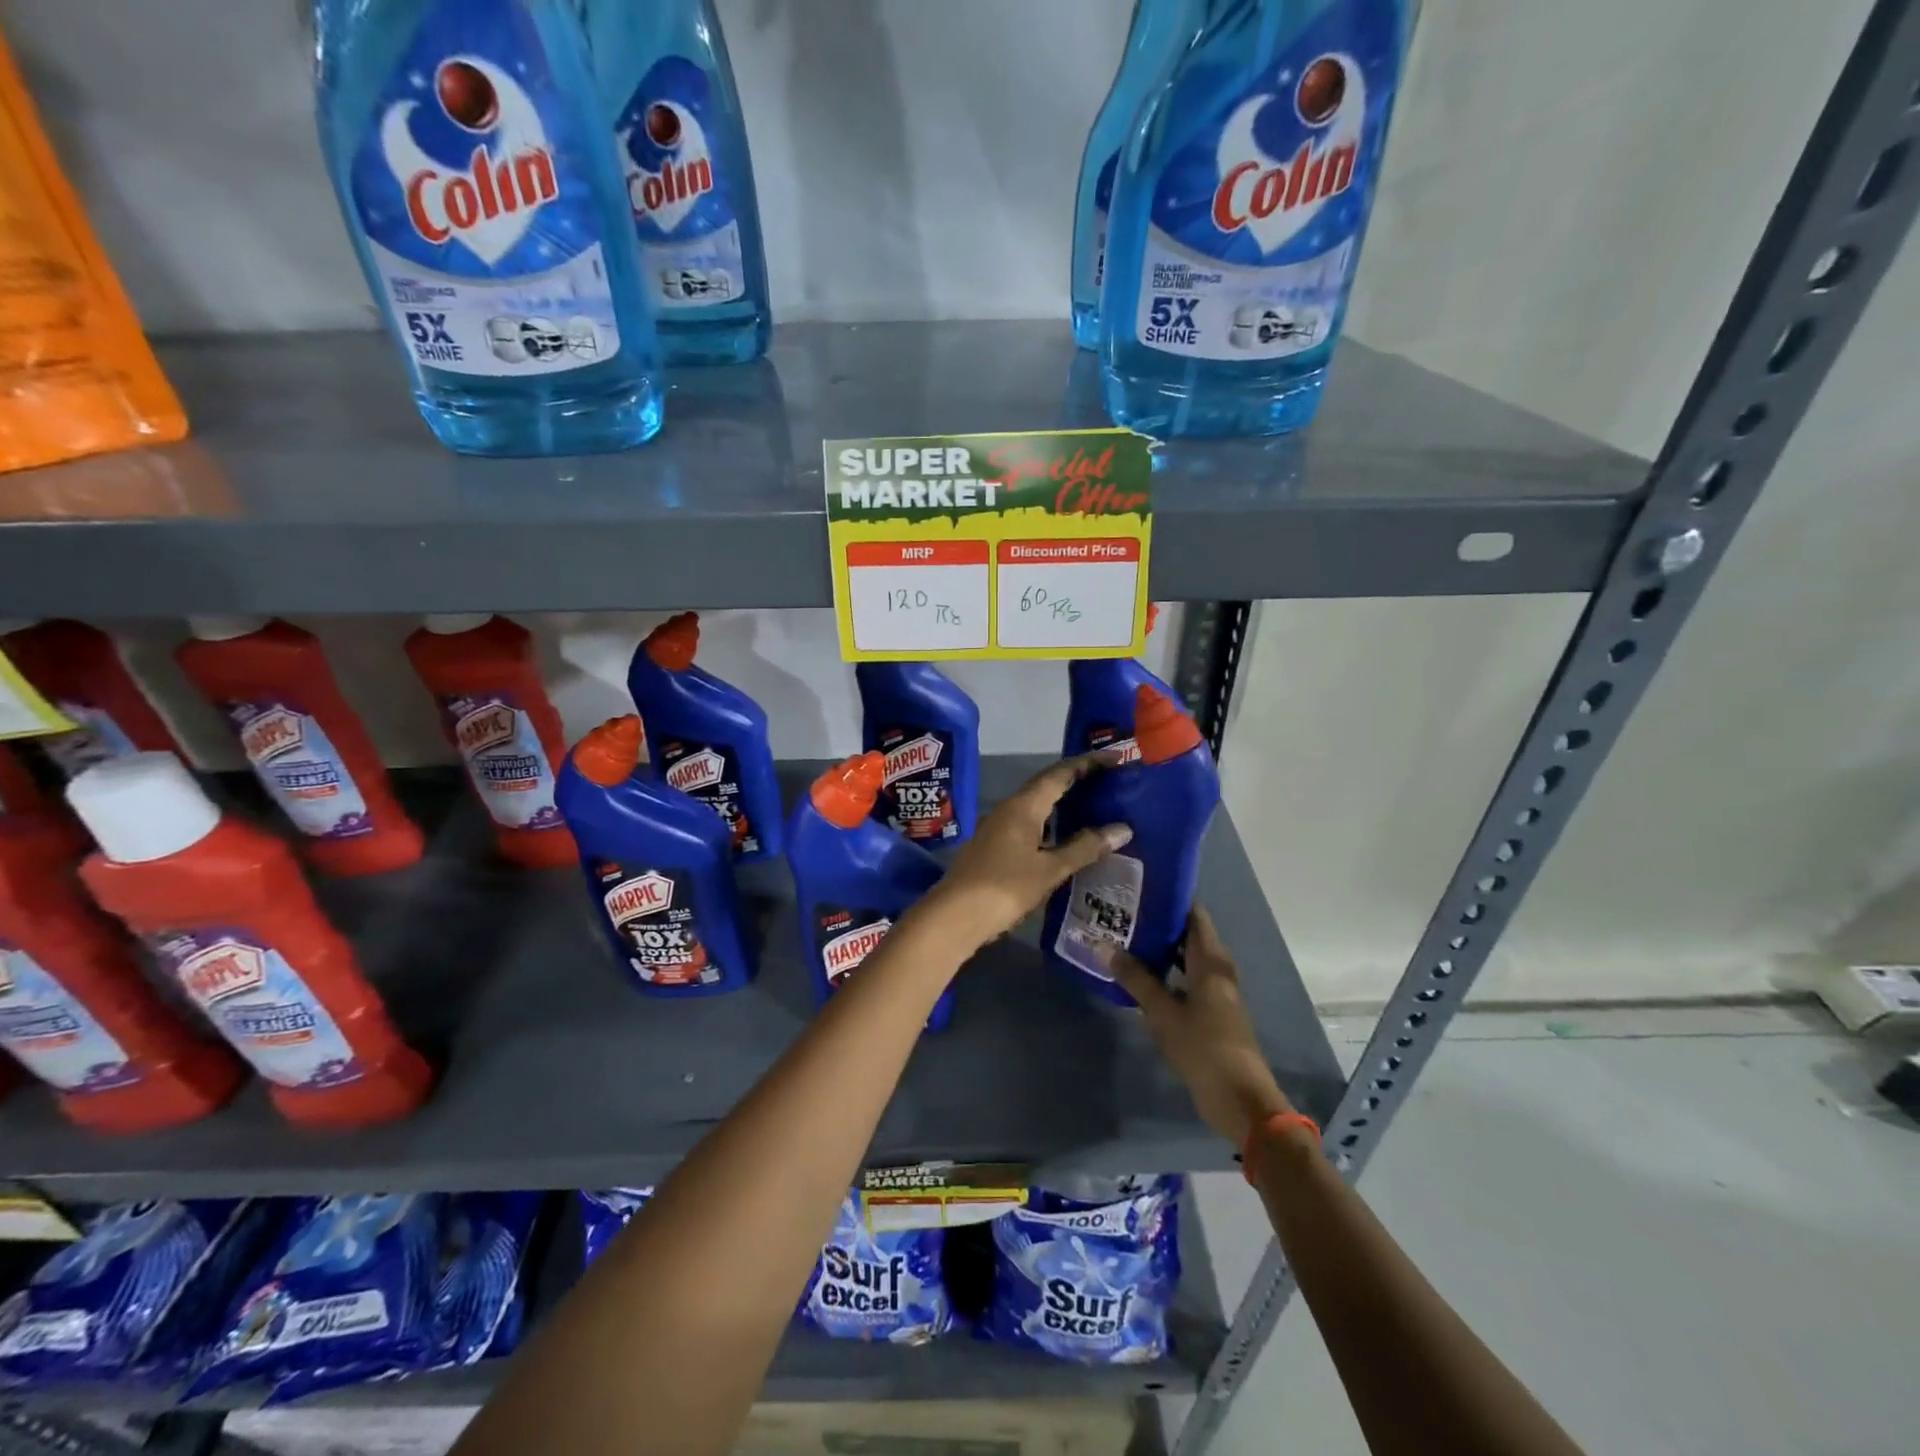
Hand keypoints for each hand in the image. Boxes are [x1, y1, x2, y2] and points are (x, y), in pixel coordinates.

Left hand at [915, 754, 1131, 950]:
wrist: (954, 917)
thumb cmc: (1004, 888)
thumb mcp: (1050, 869)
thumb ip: (1085, 848)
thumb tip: (1122, 829)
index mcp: (1023, 806)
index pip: (1060, 773)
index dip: (1089, 763)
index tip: (1116, 758)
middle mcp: (1009, 809)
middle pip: (1048, 786)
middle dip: (1079, 781)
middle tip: (1111, 781)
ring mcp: (999, 828)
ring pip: (1038, 806)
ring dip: (1065, 804)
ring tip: (1096, 808)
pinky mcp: (995, 847)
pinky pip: (1031, 825)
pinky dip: (1053, 824)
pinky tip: (1068, 839)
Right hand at [1101, 906, 1291, 1149]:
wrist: (1241, 1099)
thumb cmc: (1204, 1048)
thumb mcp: (1163, 1012)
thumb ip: (1134, 978)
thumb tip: (1102, 945)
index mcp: (1211, 960)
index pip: (1193, 913)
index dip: (1169, 897)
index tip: (1139, 885)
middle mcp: (1217, 969)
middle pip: (1188, 934)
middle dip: (1158, 922)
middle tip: (1122, 911)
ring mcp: (1217, 991)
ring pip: (1186, 958)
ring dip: (1160, 949)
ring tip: (1124, 937)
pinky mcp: (1213, 1011)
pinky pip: (1186, 979)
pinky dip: (1166, 972)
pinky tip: (1139, 975)